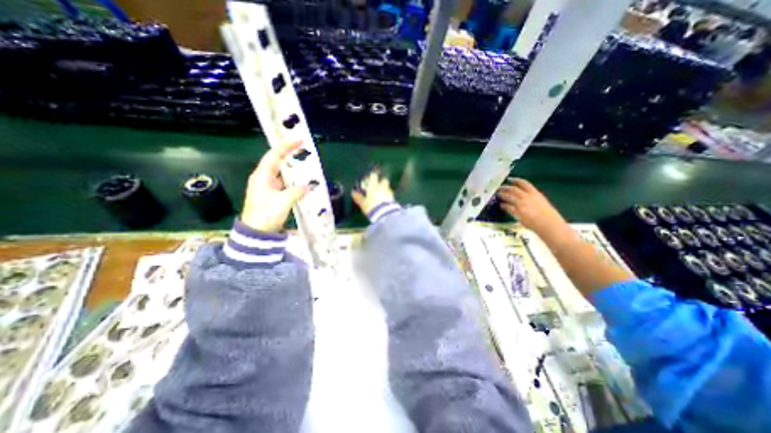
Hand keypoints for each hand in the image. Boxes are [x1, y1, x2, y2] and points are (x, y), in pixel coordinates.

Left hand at [244, 143, 309, 232]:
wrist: (256, 233)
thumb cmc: (266, 215)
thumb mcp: (283, 202)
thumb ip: (296, 191)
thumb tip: (307, 186)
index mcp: (262, 177)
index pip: (273, 156)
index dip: (286, 147)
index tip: (298, 141)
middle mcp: (263, 179)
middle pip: (276, 162)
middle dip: (289, 155)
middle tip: (303, 151)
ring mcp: (267, 187)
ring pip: (281, 173)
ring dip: (292, 169)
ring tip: (305, 165)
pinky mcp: (271, 195)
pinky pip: (283, 183)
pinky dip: (292, 181)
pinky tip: (301, 182)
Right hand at [351, 169, 392, 216]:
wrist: (384, 214)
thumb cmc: (371, 206)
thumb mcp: (362, 203)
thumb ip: (358, 197)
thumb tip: (353, 192)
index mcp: (374, 186)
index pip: (374, 176)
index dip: (373, 175)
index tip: (371, 177)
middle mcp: (382, 187)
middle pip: (384, 180)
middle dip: (382, 181)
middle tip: (378, 184)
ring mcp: (389, 193)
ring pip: (388, 187)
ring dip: (386, 188)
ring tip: (383, 193)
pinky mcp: (393, 199)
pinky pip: (391, 195)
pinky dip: (389, 195)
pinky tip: (386, 199)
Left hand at [496, 178, 566, 237]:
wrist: (549, 225)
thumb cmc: (549, 215)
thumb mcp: (542, 202)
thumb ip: (533, 197)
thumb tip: (524, 195)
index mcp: (535, 193)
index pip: (524, 183)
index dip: (516, 180)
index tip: (510, 179)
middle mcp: (527, 197)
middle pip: (513, 189)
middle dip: (505, 187)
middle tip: (500, 188)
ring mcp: (521, 204)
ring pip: (508, 196)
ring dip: (502, 195)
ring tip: (498, 194)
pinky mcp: (517, 212)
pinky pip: (507, 207)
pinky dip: (503, 205)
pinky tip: (501, 205)